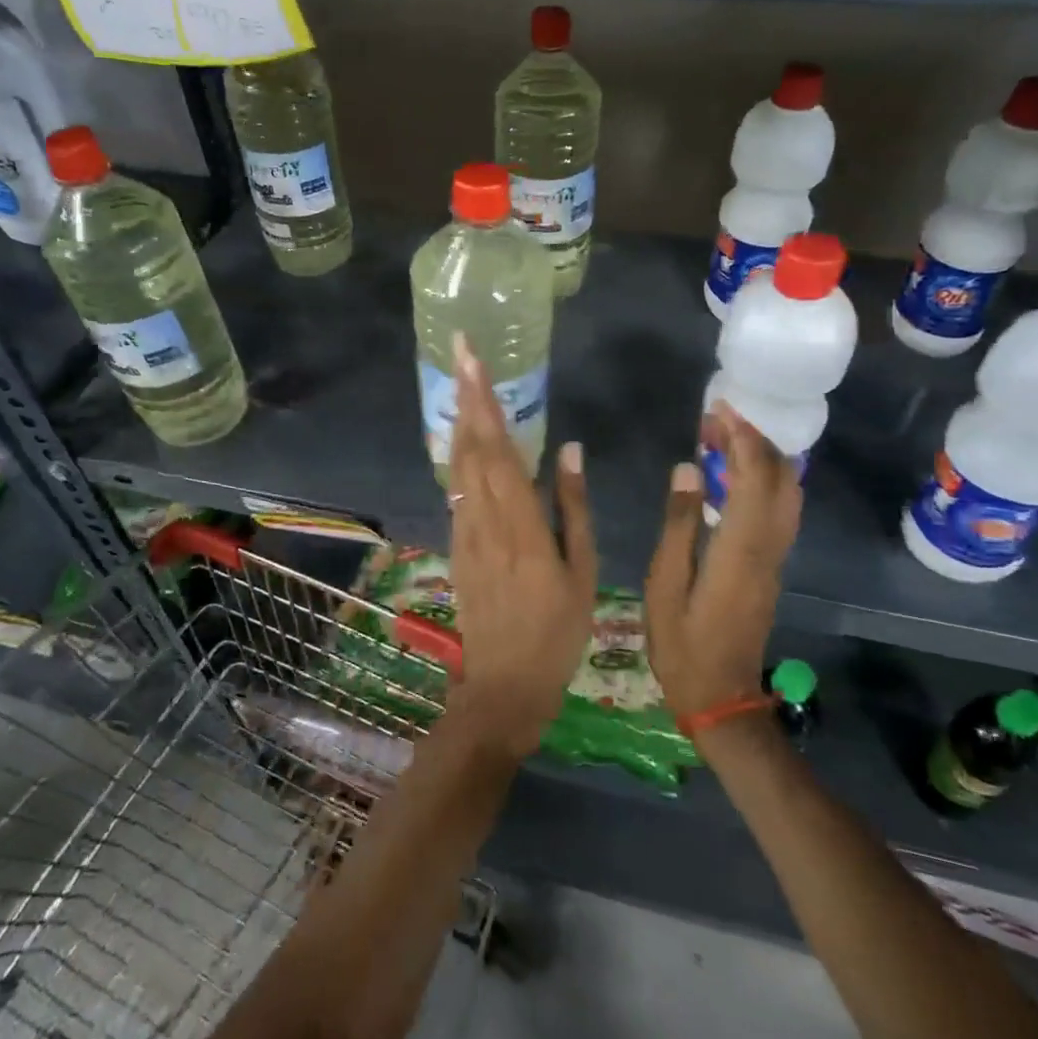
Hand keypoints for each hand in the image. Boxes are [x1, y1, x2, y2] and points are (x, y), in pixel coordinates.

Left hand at [444, 333, 596, 757]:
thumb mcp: (581, 572)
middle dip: (465, 396)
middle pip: (470, 448)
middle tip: (461, 351)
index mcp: (520, 525)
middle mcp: (484, 520)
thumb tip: (568, 450)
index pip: (498, 450)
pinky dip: (458, 456)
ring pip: (457, 466)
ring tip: (460, 383)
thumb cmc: (557, 632)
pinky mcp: (456, 546)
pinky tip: (462, 439)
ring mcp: (464, 533)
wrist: (504, 686)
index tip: (473, 361)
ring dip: (459, 421)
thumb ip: (573, 507)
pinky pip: (456, 490)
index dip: (484, 402)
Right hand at [644, 402, 801, 721]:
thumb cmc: (682, 643)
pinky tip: (733, 476)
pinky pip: (780, 509)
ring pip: (787, 492)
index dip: (740, 437)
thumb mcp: (664, 583)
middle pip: (779, 478)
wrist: (721, 696)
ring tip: (724, 439)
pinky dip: (764, 480)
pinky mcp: (772, 567)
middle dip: (754, 439)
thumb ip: (679, 523)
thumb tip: (689, 469)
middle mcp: (767, 546)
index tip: (717, 410)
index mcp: (739, 548)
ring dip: (762, 457)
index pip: (753, 477)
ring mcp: (776, 558)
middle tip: (716, 420)